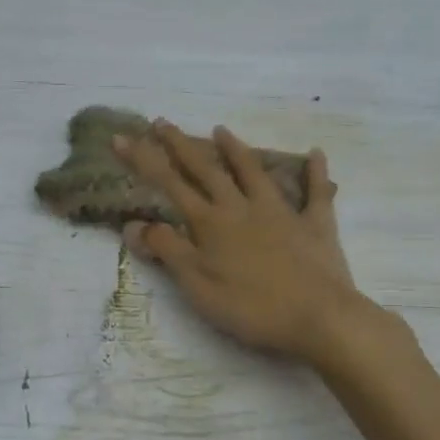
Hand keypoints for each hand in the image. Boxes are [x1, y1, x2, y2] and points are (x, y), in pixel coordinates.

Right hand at [115, 121, 366, 361]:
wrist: (317, 317)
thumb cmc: (251, 308)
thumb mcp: (197, 286)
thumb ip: (167, 251)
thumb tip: (133, 223)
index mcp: (211, 224)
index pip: (170, 185)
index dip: (144, 160)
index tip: (122, 137)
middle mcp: (242, 208)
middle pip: (207, 170)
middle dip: (181, 145)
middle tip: (162, 121)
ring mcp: (281, 212)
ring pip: (254, 172)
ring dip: (236, 150)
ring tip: (221, 129)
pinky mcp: (315, 225)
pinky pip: (316, 192)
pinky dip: (316, 172)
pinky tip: (316, 153)